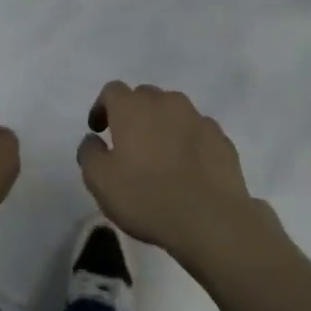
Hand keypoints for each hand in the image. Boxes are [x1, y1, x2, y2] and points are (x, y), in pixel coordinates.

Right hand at [77, 82, 264, 267]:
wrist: (211, 219)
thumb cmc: (146, 197)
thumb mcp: (100, 181)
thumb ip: (89, 153)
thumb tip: (93, 140)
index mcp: (132, 107)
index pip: (112, 91)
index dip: (103, 108)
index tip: (100, 131)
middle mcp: (165, 102)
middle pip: (144, 97)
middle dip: (134, 114)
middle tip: (130, 144)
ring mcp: (197, 118)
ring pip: (174, 111)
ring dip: (163, 125)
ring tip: (162, 156)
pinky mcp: (221, 138)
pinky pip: (197, 131)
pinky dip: (188, 142)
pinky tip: (188, 168)